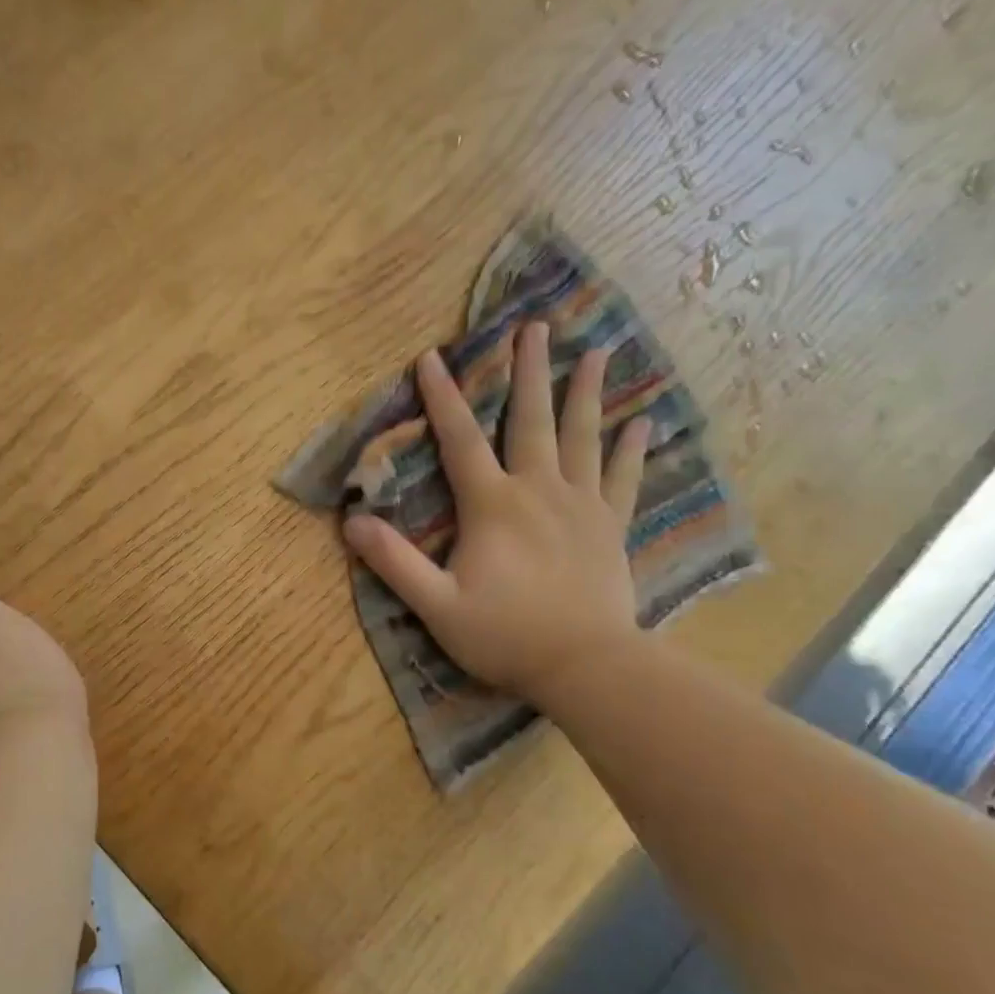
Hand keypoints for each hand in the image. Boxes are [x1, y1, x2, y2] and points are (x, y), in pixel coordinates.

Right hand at [342, 323, 650, 702]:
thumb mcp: (436, 604)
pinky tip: (643, 424)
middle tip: (536, 327)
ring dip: (587, 393)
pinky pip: (623, 479)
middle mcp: (539, 491)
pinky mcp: (611, 527)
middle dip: (530, 371)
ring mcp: (581, 506)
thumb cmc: (505, 635)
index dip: (442, 398)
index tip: (431, 356)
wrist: (587, 666)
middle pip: (532, 420)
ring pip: (584, 437)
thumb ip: (395, 562)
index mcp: (492, 505)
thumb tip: (350, 523)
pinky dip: (632, 450)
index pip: (460, 440)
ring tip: (598, 351)